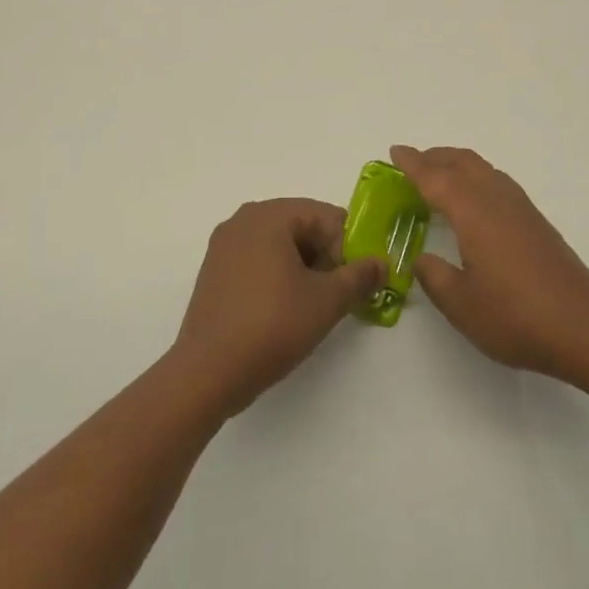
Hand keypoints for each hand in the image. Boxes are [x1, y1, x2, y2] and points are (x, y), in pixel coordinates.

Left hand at [169, 198, 385, 417]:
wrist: (207, 372)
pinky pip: (257, 259)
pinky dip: (276, 275)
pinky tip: (280, 310)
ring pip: (280, 244)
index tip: (347, 284)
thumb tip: (381, 262)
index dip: (345, 249)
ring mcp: (224, 244)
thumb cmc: (271, 326)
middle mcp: (243, 219)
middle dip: (324, 257)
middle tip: (330, 297)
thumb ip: (359, 276)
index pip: (326, 216)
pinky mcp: (214, 269)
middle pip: (302, 226)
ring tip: (307, 307)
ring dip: (302, 268)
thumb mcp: (326, 302)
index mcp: (269, 215)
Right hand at [393, 145, 588, 381]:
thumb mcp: (461, 304)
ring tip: (438, 176)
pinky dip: (475, 178)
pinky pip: (497, 183)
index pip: (435, 178)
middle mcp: (497, 199)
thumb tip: (423, 259)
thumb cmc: (516, 317)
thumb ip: (435, 277)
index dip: (412, 164)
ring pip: (483, 169)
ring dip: (457, 164)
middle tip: (411, 162)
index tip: (394, 152)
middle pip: (462, 162)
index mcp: (473, 212)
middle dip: (435, 157)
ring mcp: (521, 209)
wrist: (585, 328)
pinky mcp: (536, 223)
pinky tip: (473, 202)